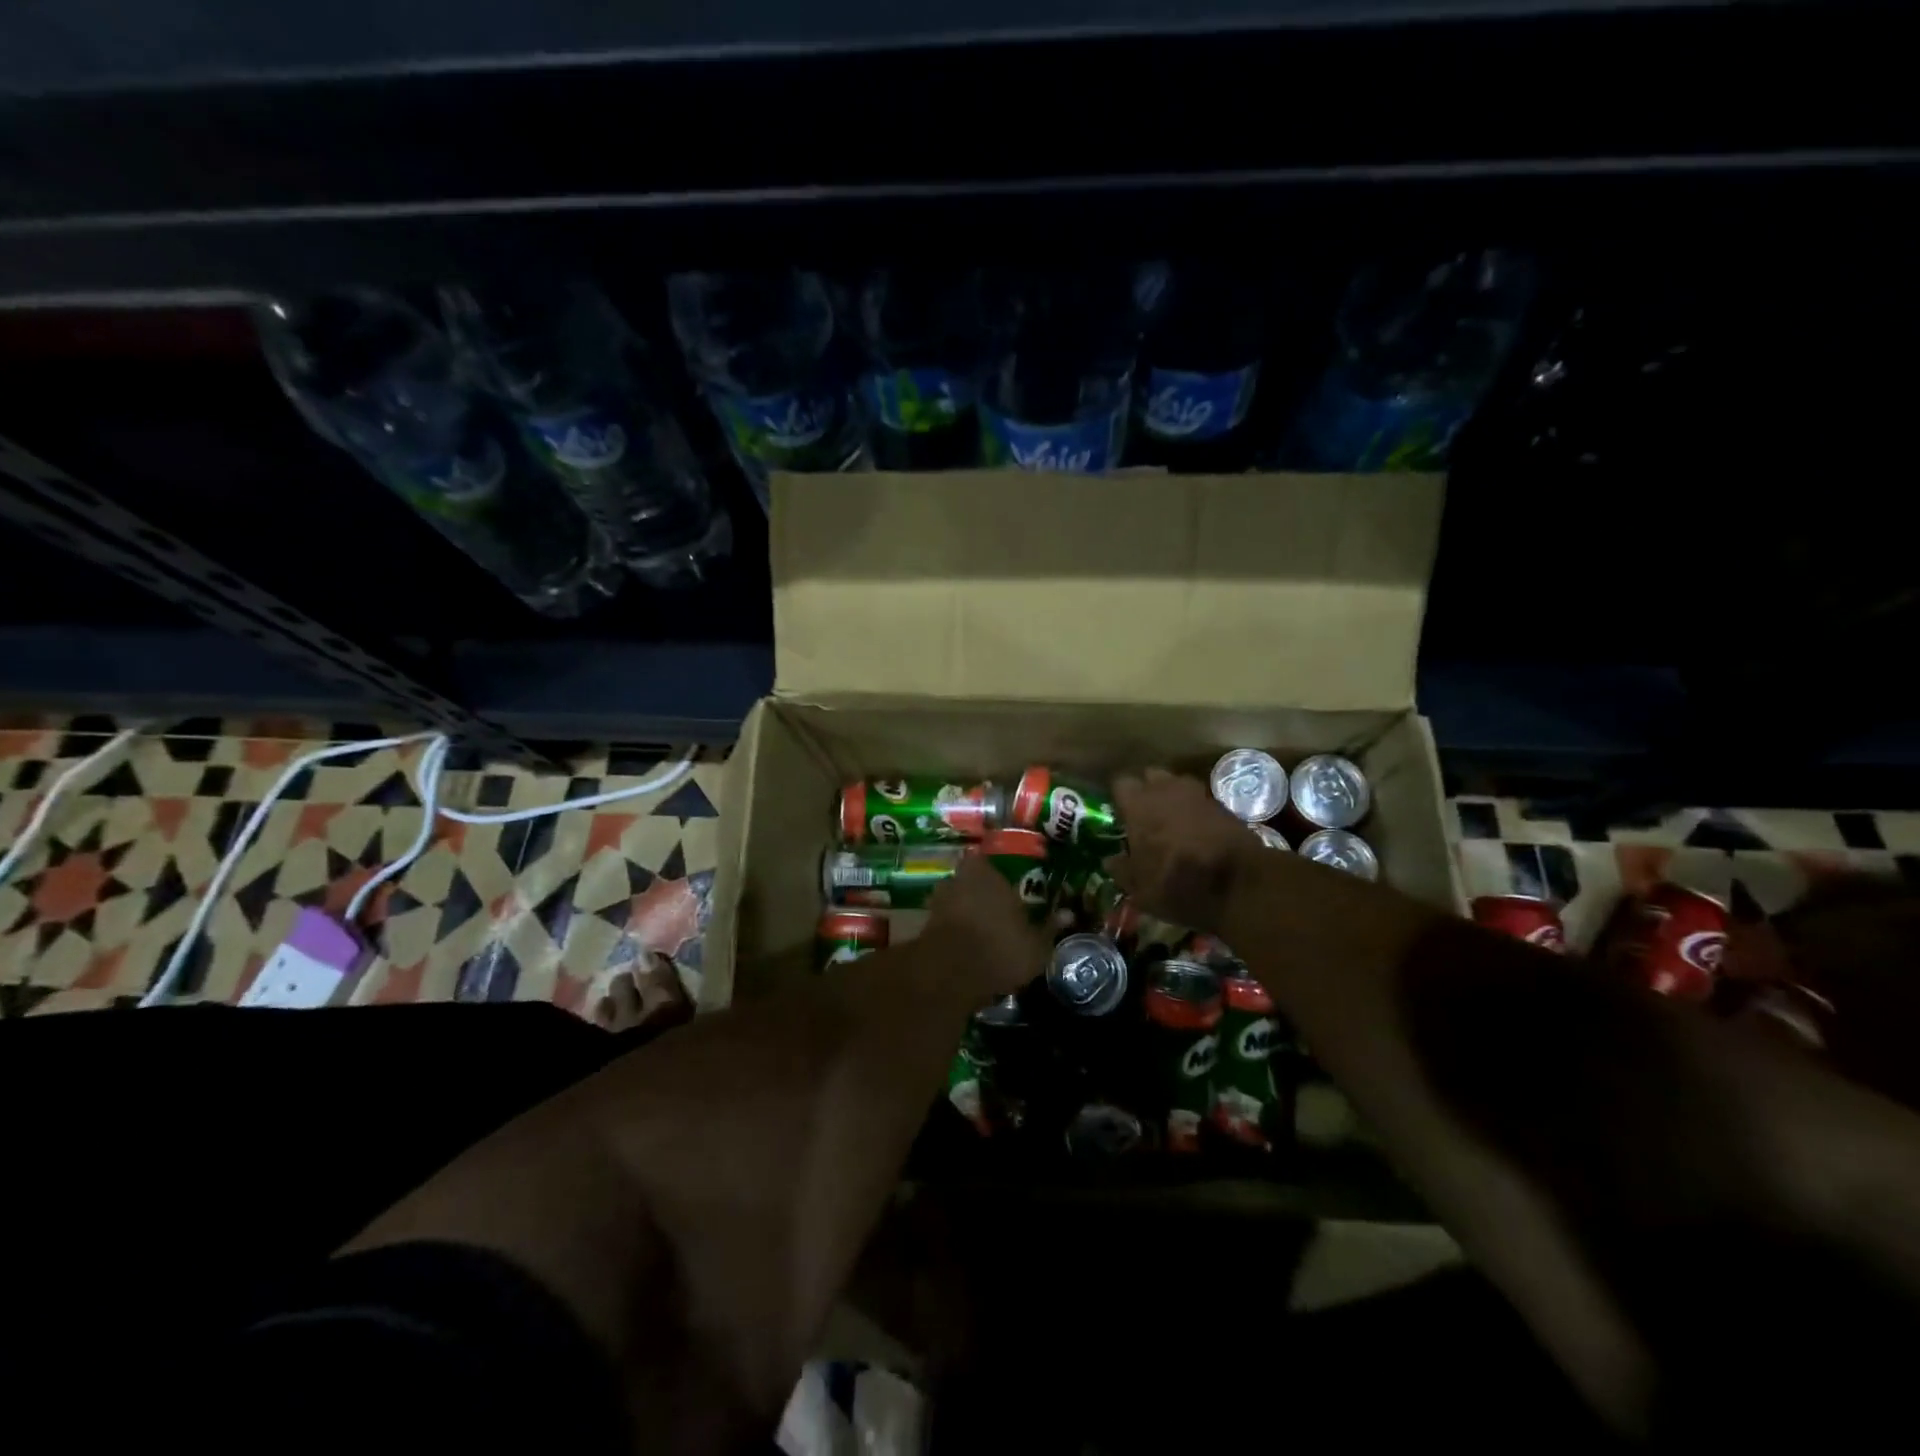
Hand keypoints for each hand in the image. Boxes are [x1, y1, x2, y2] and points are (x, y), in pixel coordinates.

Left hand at [924, 854, 1064, 1000]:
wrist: (950, 974)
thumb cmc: (1001, 948)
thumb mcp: (1036, 944)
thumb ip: (1050, 926)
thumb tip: (1069, 914)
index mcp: (986, 871)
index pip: (989, 862)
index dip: (997, 877)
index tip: (1008, 891)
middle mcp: (959, 878)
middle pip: (970, 880)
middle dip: (980, 893)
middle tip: (996, 912)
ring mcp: (937, 900)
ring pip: (955, 900)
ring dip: (964, 912)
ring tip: (980, 932)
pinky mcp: (924, 925)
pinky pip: (944, 922)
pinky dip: (953, 931)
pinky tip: (965, 947)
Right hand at [1108, 768, 1265, 932]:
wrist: (1240, 886)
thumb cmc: (1178, 884)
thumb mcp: (1140, 889)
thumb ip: (1121, 870)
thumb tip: (1110, 860)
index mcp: (1139, 804)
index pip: (1121, 783)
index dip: (1120, 797)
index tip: (1120, 814)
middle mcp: (1167, 790)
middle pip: (1151, 776)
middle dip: (1148, 791)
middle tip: (1146, 816)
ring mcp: (1199, 795)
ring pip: (1179, 785)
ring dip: (1173, 798)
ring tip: (1173, 822)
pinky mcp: (1224, 807)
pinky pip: (1201, 801)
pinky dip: (1196, 812)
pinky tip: (1197, 833)